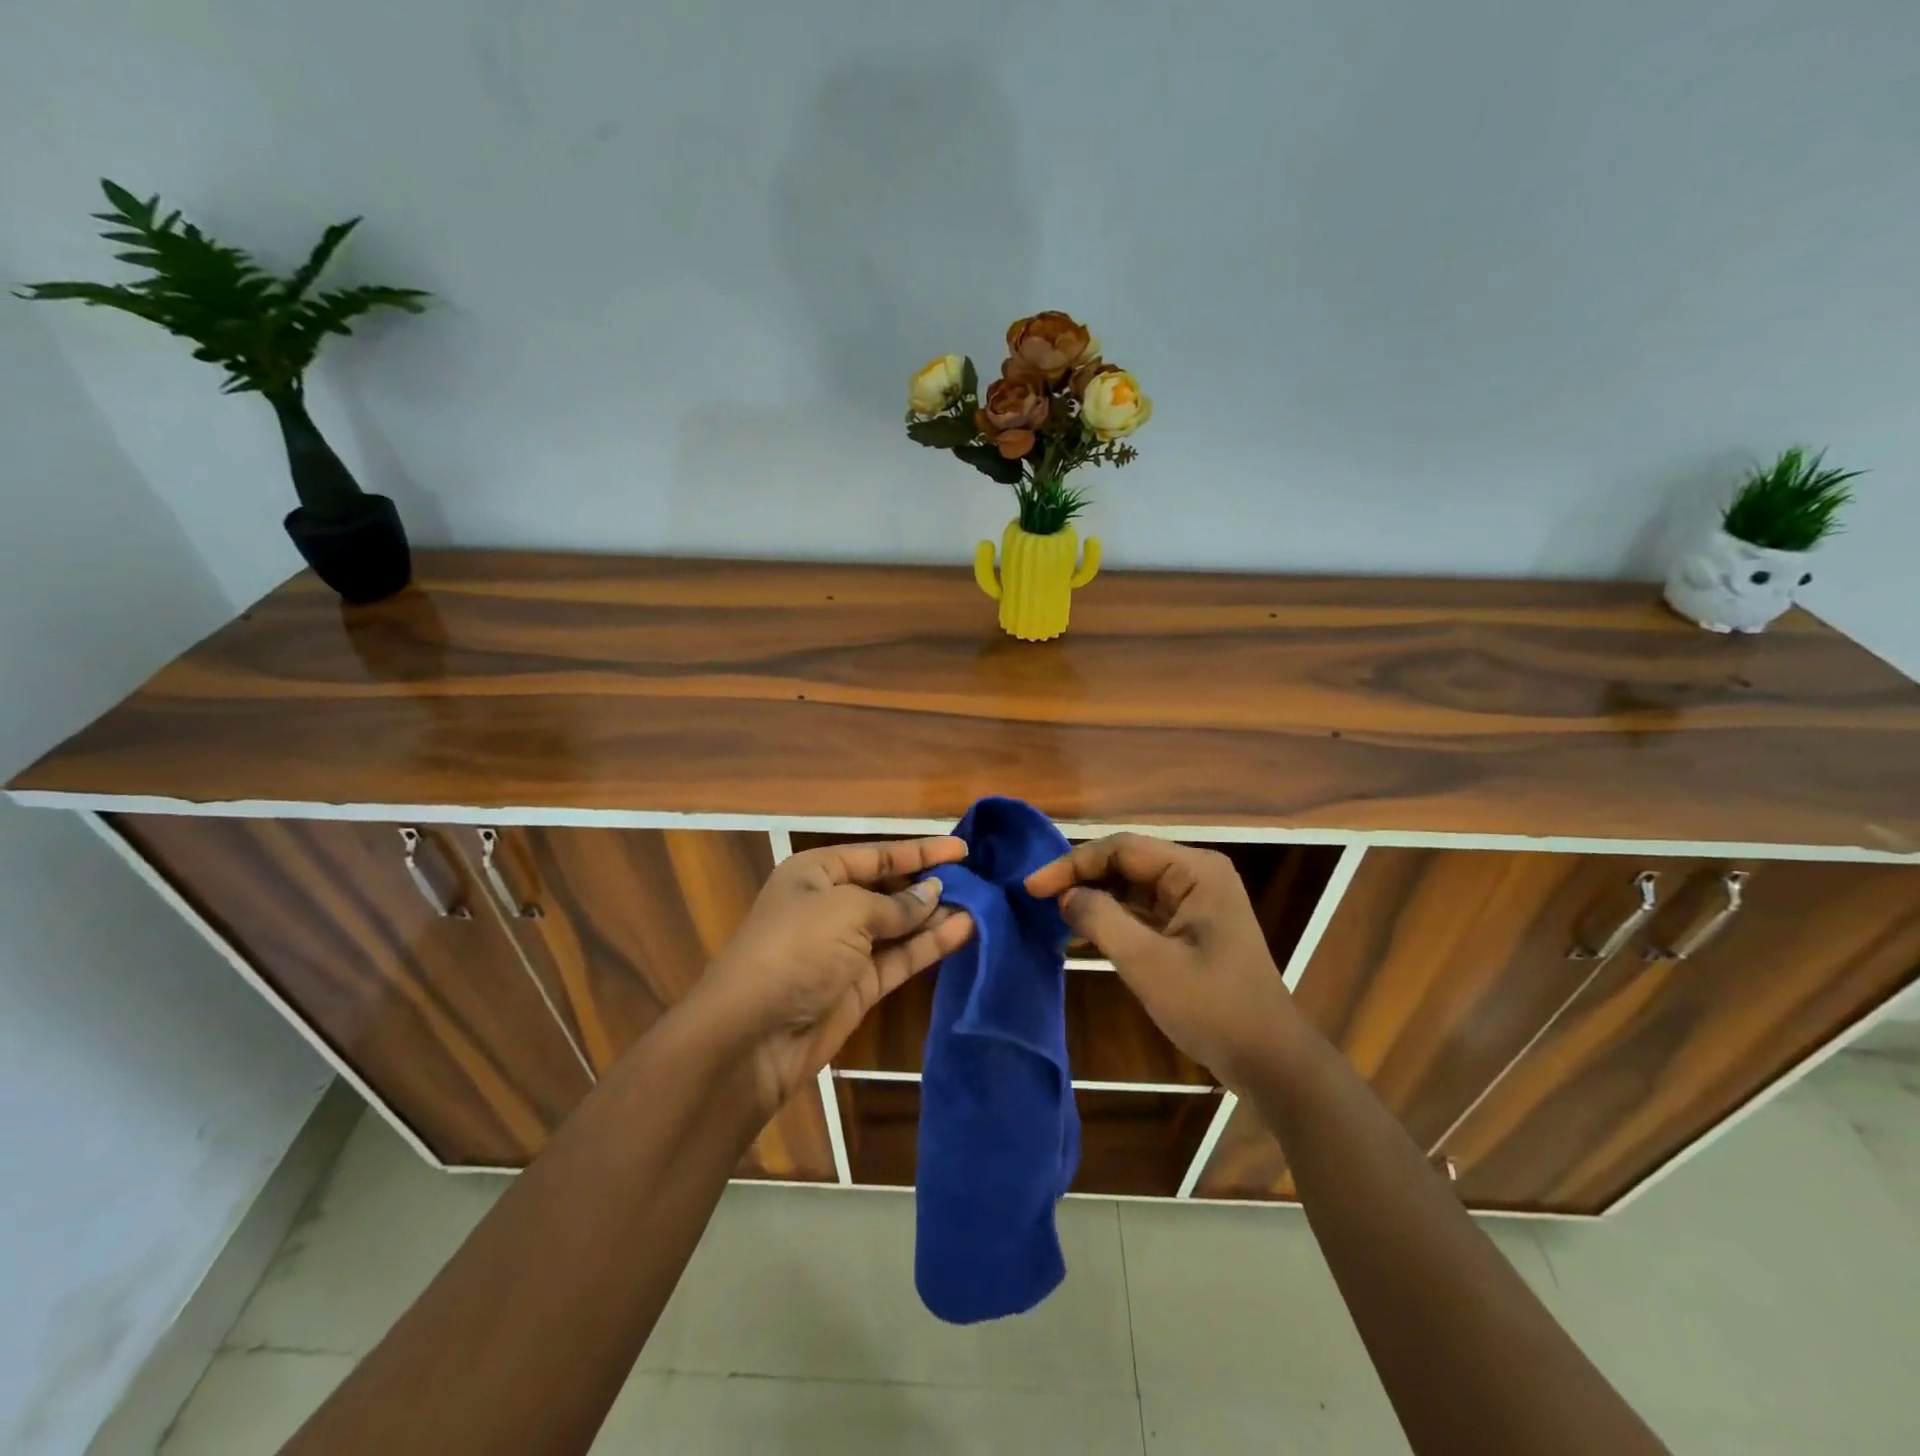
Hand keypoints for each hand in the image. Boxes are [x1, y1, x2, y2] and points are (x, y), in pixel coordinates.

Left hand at [697, 837, 975, 1114]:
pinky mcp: (858, 987)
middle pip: (888, 888)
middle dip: (928, 884)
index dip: (919, 850)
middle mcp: (829, 906)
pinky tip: (964, 930)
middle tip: (977, 880)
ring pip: (899, 926)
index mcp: (815, 873)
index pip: (875, 854)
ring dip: (935, 915)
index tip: (962, 848)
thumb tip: (932, 893)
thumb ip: (896, 904)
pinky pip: (900, 958)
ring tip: (981, 905)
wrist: (751, 1035)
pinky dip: (930, 945)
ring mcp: (844, 949)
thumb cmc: (796, 948)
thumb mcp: (848, 911)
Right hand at [1025, 833, 1294, 1089]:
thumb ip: (1102, 920)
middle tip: (1036, 898)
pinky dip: (1109, 919)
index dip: (1073, 863)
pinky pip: (1139, 911)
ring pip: (1129, 887)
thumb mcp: (1149, 963)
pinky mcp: (1187, 928)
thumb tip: (1065, 896)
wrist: (1268, 1061)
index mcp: (1195, 870)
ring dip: (1092, 898)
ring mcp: (1192, 902)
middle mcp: (1194, 876)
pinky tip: (1079, 932)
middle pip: (1124, 862)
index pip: (1121, 849)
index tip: (1032, 887)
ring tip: (1050, 913)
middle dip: (1080, 878)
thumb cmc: (1213, 1008)